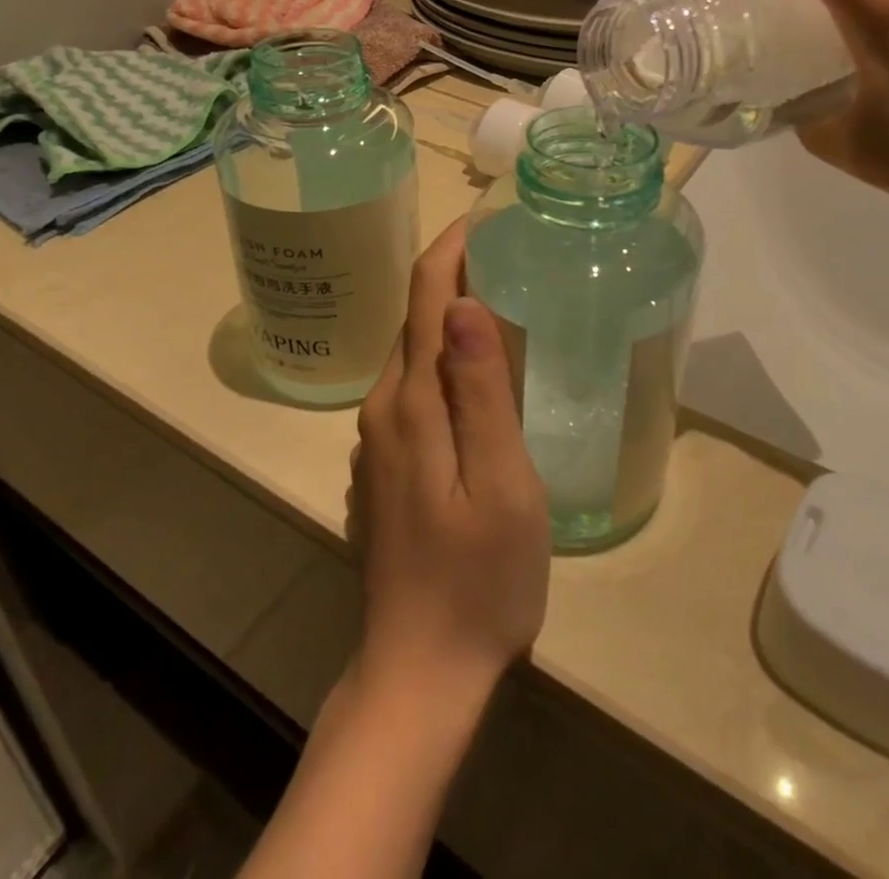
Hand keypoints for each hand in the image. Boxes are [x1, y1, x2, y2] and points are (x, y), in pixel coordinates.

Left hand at [350, 218, 549, 708]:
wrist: (419, 672)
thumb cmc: (478, 579)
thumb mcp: (501, 483)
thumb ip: (481, 390)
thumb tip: (464, 303)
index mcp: (411, 402)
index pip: (426, 297)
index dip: (453, 248)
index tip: (489, 216)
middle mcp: (383, 408)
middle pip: (415, 318)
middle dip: (454, 274)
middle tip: (511, 251)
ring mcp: (377, 440)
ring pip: (413, 353)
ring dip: (449, 315)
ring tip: (502, 296)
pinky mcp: (385, 466)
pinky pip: (414, 388)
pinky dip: (443, 358)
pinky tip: (476, 373)